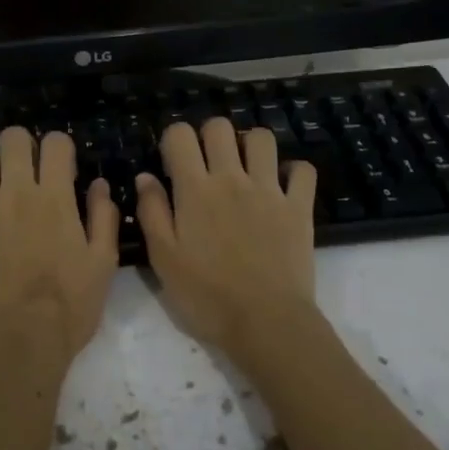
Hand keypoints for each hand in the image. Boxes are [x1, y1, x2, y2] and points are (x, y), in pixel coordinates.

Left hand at [0, 126, 119, 365]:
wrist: (21, 341)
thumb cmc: (70, 306)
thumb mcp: (103, 263)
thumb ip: (103, 217)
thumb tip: (99, 184)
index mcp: (54, 197)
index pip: (55, 143)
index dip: (60, 148)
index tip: (63, 168)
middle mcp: (16, 193)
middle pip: (12, 139)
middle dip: (22, 145)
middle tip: (27, 168)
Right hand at [135, 119, 317, 357]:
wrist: (266, 322)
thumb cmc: (206, 296)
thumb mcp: (163, 259)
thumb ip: (151, 212)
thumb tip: (146, 177)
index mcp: (195, 190)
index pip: (180, 135)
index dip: (173, 140)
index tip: (172, 163)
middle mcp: (232, 179)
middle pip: (220, 127)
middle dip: (209, 136)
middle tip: (206, 164)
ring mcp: (269, 190)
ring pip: (262, 138)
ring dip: (250, 145)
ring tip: (244, 168)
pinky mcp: (299, 207)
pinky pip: (302, 170)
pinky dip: (292, 171)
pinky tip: (281, 186)